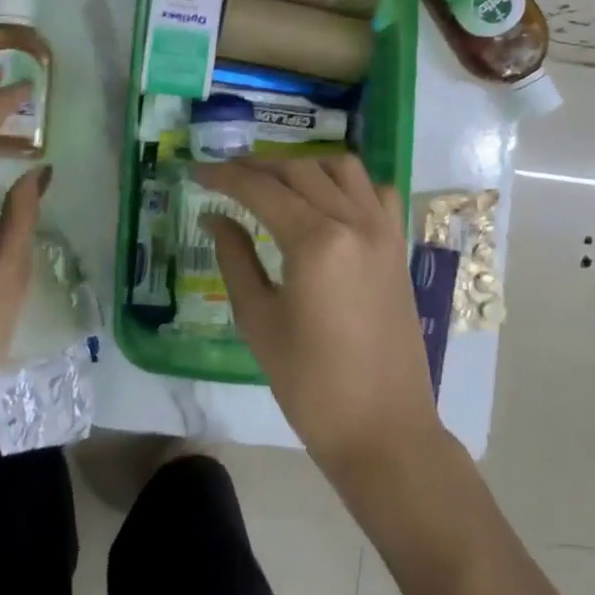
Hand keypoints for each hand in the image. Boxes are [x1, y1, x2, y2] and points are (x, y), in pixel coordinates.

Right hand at [196, 156, 440, 479]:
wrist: (383, 428)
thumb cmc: (310, 384)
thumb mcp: (259, 320)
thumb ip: (235, 258)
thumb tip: (214, 217)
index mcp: (316, 241)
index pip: (261, 189)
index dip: (224, 177)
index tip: (196, 172)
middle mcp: (354, 221)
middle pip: (299, 170)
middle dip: (256, 167)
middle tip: (224, 177)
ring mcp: (383, 231)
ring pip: (341, 168)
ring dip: (302, 166)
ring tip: (272, 182)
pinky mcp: (398, 247)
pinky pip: (375, 192)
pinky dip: (347, 183)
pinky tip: (327, 200)